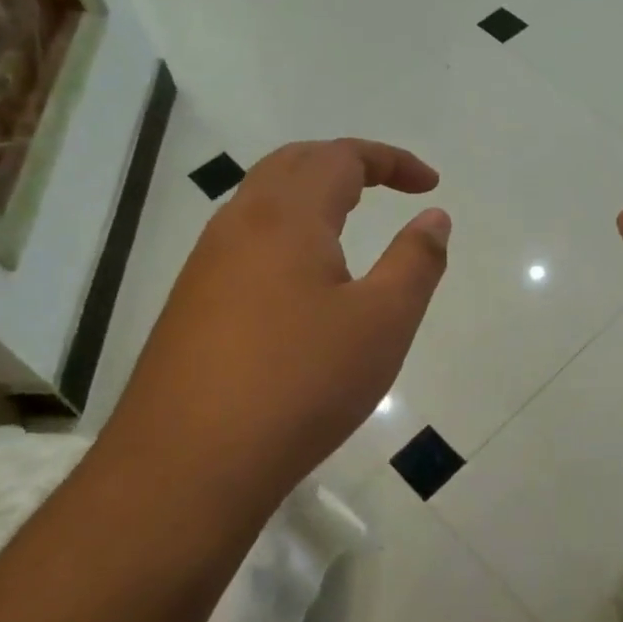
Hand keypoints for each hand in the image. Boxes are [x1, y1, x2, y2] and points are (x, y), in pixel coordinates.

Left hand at [106, 139, 449, 502]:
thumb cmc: (300, 383)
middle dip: (346, 163)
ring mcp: (205, 265)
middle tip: (388, 186)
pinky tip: (300, 281)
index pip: (341, 156)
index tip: (429, 184)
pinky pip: (244, 242)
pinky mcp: (190, 304)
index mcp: (286, 217)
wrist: (188, 464)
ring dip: (310, 196)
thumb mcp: (382, 322)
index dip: (391, 160)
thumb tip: (434, 216)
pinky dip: (285, 233)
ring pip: (262, 202)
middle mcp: (238, 225)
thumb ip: (415, 261)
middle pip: (293, 164)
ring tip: (348, 224)